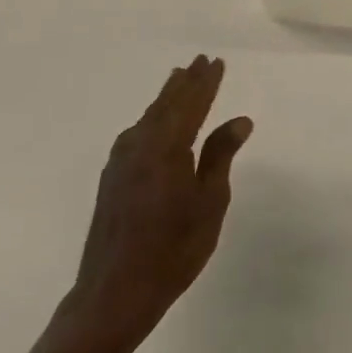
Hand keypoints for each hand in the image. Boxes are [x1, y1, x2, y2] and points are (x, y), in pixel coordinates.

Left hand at [69, 55, 252, 350]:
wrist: (114, 291)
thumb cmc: (173, 250)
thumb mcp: (209, 203)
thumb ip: (220, 156)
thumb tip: (239, 120)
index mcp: (167, 146)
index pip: (192, 103)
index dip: (206, 82)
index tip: (217, 61)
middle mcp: (140, 144)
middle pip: (167, 103)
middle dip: (186, 82)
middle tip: (200, 61)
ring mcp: (121, 160)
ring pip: (149, 116)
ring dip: (167, 97)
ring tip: (179, 79)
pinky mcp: (112, 177)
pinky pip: (136, 133)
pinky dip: (152, 118)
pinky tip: (153, 122)